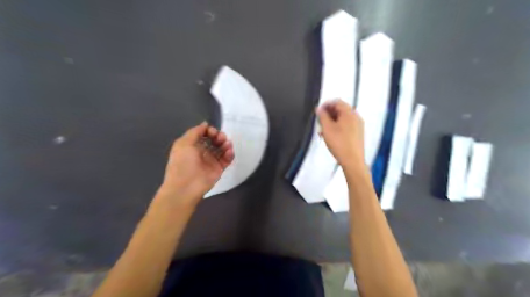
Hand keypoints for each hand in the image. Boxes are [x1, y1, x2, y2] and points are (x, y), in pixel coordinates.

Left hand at [156, 122, 233, 207]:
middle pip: (214, 140)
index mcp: (192, 145)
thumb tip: (205, 124)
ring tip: (226, 144)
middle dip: (219, 136)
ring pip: (222, 148)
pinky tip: (229, 152)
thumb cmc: (182, 163)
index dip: (210, 131)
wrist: (185, 187)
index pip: (204, 134)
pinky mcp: (219, 168)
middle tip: (220, 138)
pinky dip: (229, 154)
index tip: (212, 132)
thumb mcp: (183, 143)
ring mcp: (211, 160)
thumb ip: (195, 132)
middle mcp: (202, 152)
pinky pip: (227, 159)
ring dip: (225, 144)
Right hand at [317, 100, 366, 168]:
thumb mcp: (327, 128)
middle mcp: (356, 117)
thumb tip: (319, 109)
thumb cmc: (339, 143)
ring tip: (323, 130)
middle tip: (320, 121)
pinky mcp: (358, 134)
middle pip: (341, 109)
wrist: (352, 161)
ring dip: (332, 121)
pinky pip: (347, 125)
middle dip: (329, 113)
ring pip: (343, 118)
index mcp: (349, 113)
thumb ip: (322, 116)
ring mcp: (358, 125)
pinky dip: (338, 126)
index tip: (318, 111)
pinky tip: (331, 135)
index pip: (337, 102)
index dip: (326, 105)